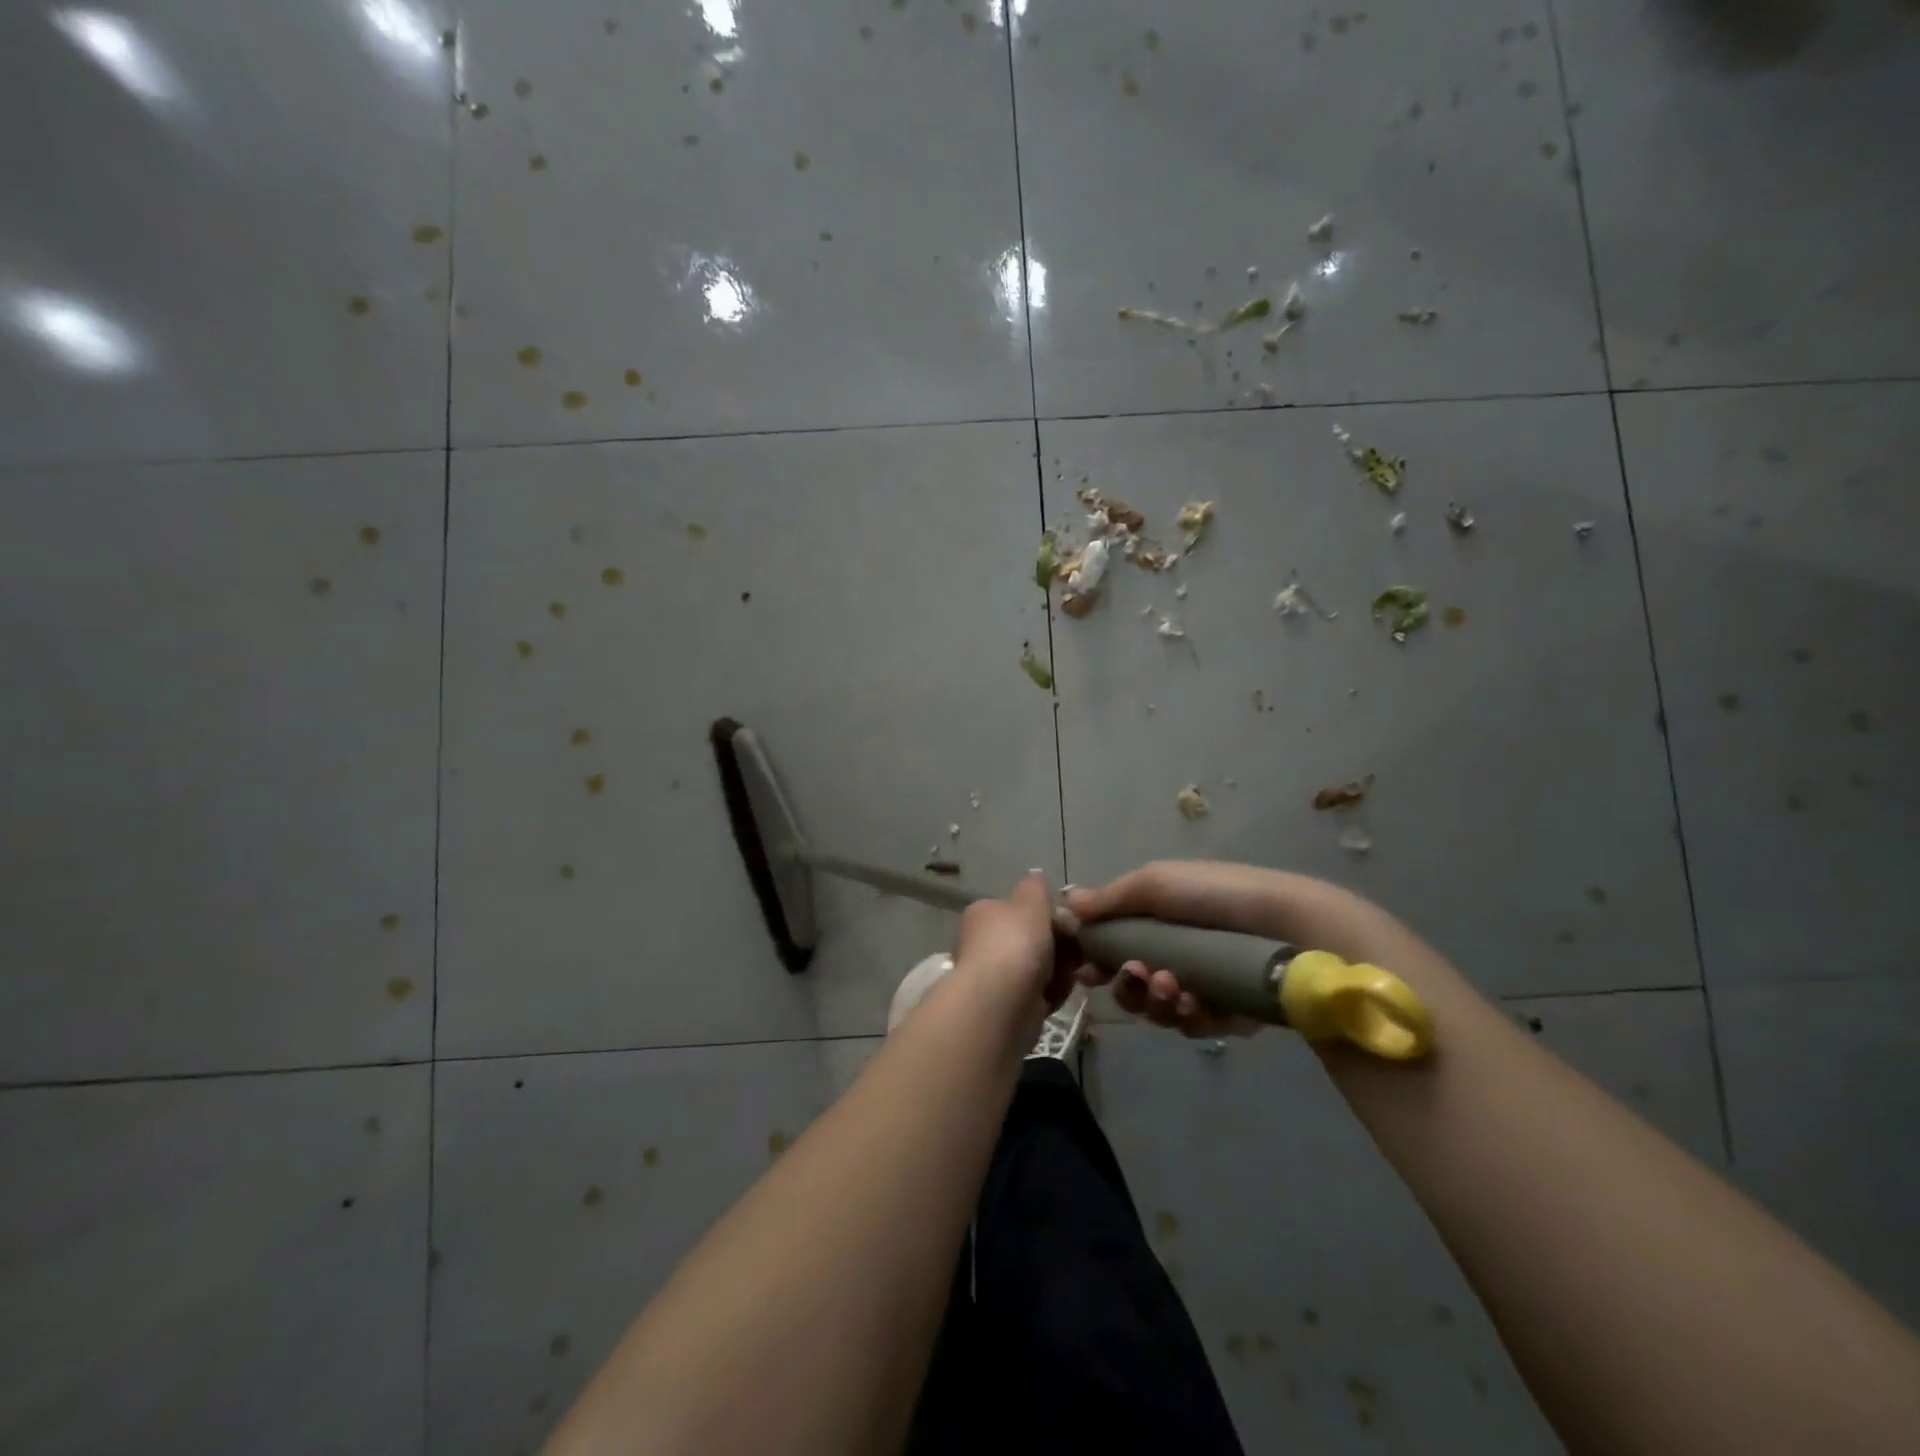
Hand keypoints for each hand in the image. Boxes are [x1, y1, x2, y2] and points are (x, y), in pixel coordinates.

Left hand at [951, 873, 1077, 1015]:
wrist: (1000, 1004)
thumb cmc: (1015, 943)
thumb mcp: (1030, 902)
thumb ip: (1036, 888)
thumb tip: (1036, 877)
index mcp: (984, 914)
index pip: (1020, 909)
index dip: (1048, 914)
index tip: (1069, 922)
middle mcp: (985, 943)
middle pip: (1033, 939)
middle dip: (1059, 945)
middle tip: (1076, 950)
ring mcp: (995, 976)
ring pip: (1040, 967)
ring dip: (1060, 971)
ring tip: (1068, 975)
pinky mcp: (1008, 1006)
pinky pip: (1040, 994)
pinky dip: (1052, 994)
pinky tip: (1058, 994)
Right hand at [1066, 860, 1413, 1038]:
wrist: (1292, 929)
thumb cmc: (1219, 897)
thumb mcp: (1158, 883)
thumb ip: (1112, 898)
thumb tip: (1067, 903)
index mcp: (1160, 917)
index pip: (1116, 943)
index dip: (1097, 959)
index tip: (1085, 971)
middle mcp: (1178, 950)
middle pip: (1133, 983)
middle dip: (1129, 986)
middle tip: (1141, 976)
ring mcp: (1204, 982)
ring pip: (1160, 1008)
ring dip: (1158, 1002)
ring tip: (1175, 988)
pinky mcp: (1230, 1012)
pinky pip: (1195, 1025)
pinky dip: (1191, 1016)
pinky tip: (1199, 1005)